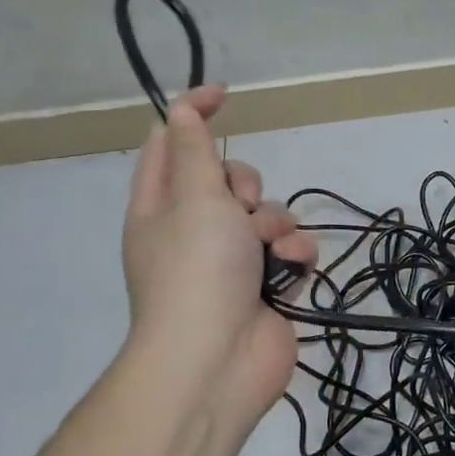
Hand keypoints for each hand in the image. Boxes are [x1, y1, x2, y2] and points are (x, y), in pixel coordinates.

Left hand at [121, 87, 316, 437]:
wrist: (218, 360)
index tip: (225, 95)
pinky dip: (294, 256)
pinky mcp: (267, 285)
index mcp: (160, 205)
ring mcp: (232, 260)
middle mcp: (194, 229)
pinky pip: (289, 251)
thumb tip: (181, 111)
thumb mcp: (193, 197)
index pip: (170, 143)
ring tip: (269, 251)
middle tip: (239, 207)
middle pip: (228, 179)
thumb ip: (193, 149)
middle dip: (245, 185)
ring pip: (267, 215)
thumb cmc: (198, 270)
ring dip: (275, 225)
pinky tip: (291, 270)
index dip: (192, 114)